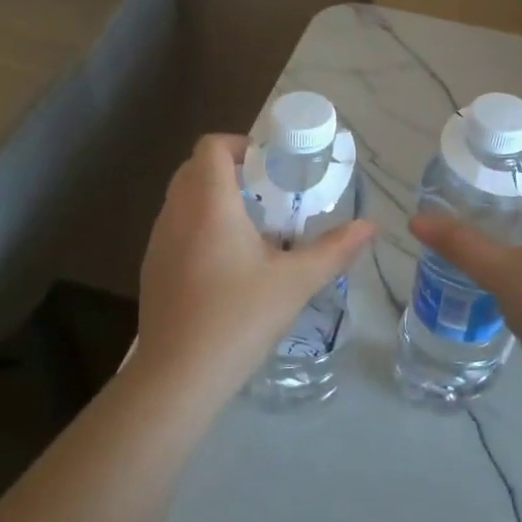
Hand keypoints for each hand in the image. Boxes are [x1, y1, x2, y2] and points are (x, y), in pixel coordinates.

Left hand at [134, 134, 376, 396]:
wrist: (178, 376)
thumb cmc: (239, 318)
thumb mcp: (295, 282)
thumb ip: (334, 249)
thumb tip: (370, 226)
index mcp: (209, 204)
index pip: (211, 146)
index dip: (240, 145)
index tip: (270, 166)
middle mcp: (176, 213)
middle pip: (195, 168)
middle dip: (230, 171)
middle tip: (267, 194)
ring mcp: (157, 241)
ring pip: (182, 199)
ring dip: (212, 199)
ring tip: (250, 229)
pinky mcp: (152, 268)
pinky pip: (174, 228)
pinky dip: (198, 227)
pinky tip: (225, 265)